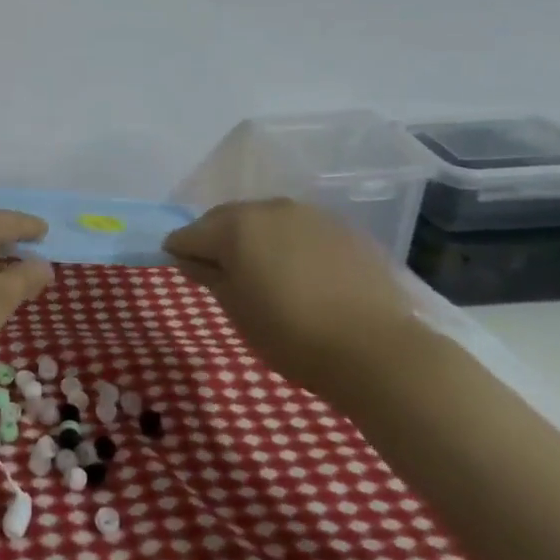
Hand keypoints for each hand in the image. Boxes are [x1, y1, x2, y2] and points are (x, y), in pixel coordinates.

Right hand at [163, 199, 421, 397]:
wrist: (379, 351)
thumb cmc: (292, 335)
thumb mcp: (237, 311)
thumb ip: (208, 276)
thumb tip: (190, 259)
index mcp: (235, 226)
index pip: (189, 234)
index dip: (180, 253)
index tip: (184, 273)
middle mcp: (268, 208)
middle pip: (225, 219)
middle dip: (216, 240)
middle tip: (219, 273)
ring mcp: (309, 215)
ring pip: (265, 220)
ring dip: (254, 239)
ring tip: (262, 273)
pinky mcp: (342, 229)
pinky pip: (299, 230)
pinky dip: (288, 245)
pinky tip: (299, 274)